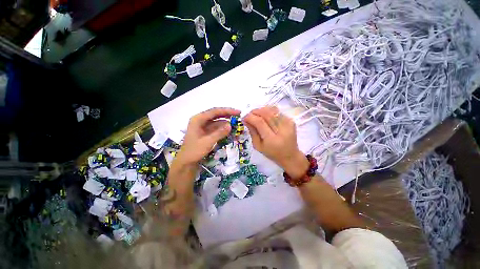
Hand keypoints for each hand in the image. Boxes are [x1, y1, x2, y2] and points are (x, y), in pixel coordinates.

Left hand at [176, 108, 240, 164]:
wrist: (186, 162)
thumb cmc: (194, 151)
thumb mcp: (207, 142)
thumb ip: (219, 133)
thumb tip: (230, 125)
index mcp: (198, 119)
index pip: (214, 111)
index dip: (227, 111)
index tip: (238, 112)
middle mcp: (200, 120)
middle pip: (216, 115)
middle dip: (227, 115)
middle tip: (239, 116)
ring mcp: (203, 126)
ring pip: (217, 121)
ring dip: (226, 122)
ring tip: (236, 124)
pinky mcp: (206, 132)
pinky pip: (216, 128)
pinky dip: (223, 129)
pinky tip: (230, 130)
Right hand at [244, 106, 308, 178]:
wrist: (290, 155)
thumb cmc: (272, 153)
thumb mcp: (258, 146)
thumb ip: (252, 132)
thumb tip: (246, 120)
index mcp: (272, 139)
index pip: (260, 122)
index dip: (250, 117)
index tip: (244, 117)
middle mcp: (281, 130)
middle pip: (266, 114)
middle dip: (255, 111)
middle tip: (249, 114)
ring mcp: (288, 124)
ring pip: (272, 110)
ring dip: (262, 110)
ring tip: (256, 114)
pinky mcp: (291, 121)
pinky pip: (277, 111)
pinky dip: (269, 111)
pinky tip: (265, 116)